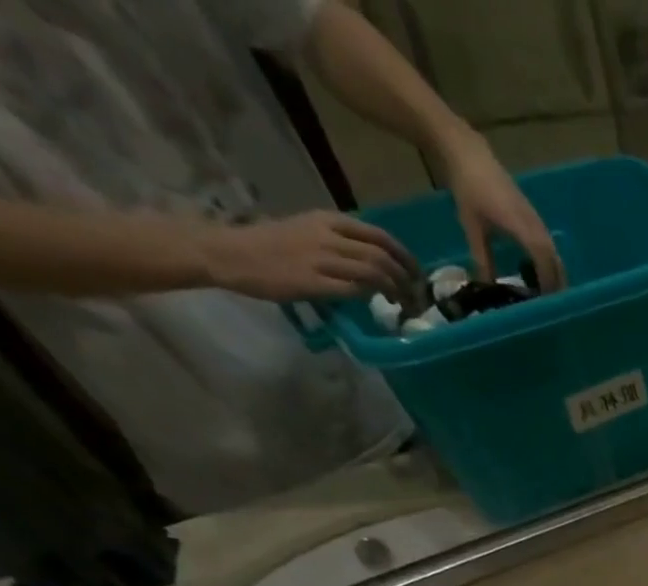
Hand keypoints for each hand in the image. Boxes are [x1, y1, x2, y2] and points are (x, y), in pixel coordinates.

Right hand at [200, 211, 419, 301]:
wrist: (230, 252)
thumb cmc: (271, 245)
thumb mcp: (309, 231)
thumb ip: (342, 242)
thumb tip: (377, 261)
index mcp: (328, 221)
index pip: (380, 236)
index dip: (406, 257)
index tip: (417, 274)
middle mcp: (328, 236)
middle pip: (383, 256)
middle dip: (407, 279)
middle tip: (415, 296)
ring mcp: (321, 259)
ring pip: (375, 272)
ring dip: (397, 291)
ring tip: (404, 304)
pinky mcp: (315, 281)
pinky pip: (356, 289)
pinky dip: (374, 297)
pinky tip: (379, 304)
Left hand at [437, 131, 565, 290]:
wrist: (469, 154)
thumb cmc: (469, 189)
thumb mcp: (472, 226)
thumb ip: (482, 258)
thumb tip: (486, 286)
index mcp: (522, 228)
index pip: (543, 260)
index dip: (547, 283)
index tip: (544, 303)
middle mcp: (536, 226)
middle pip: (555, 261)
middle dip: (556, 284)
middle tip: (550, 305)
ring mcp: (537, 221)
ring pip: (554, 254)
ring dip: (554, 274)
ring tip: (547, 293)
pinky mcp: (534, 218)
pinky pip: (548, 246)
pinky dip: (549, 262)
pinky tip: (538, 272)